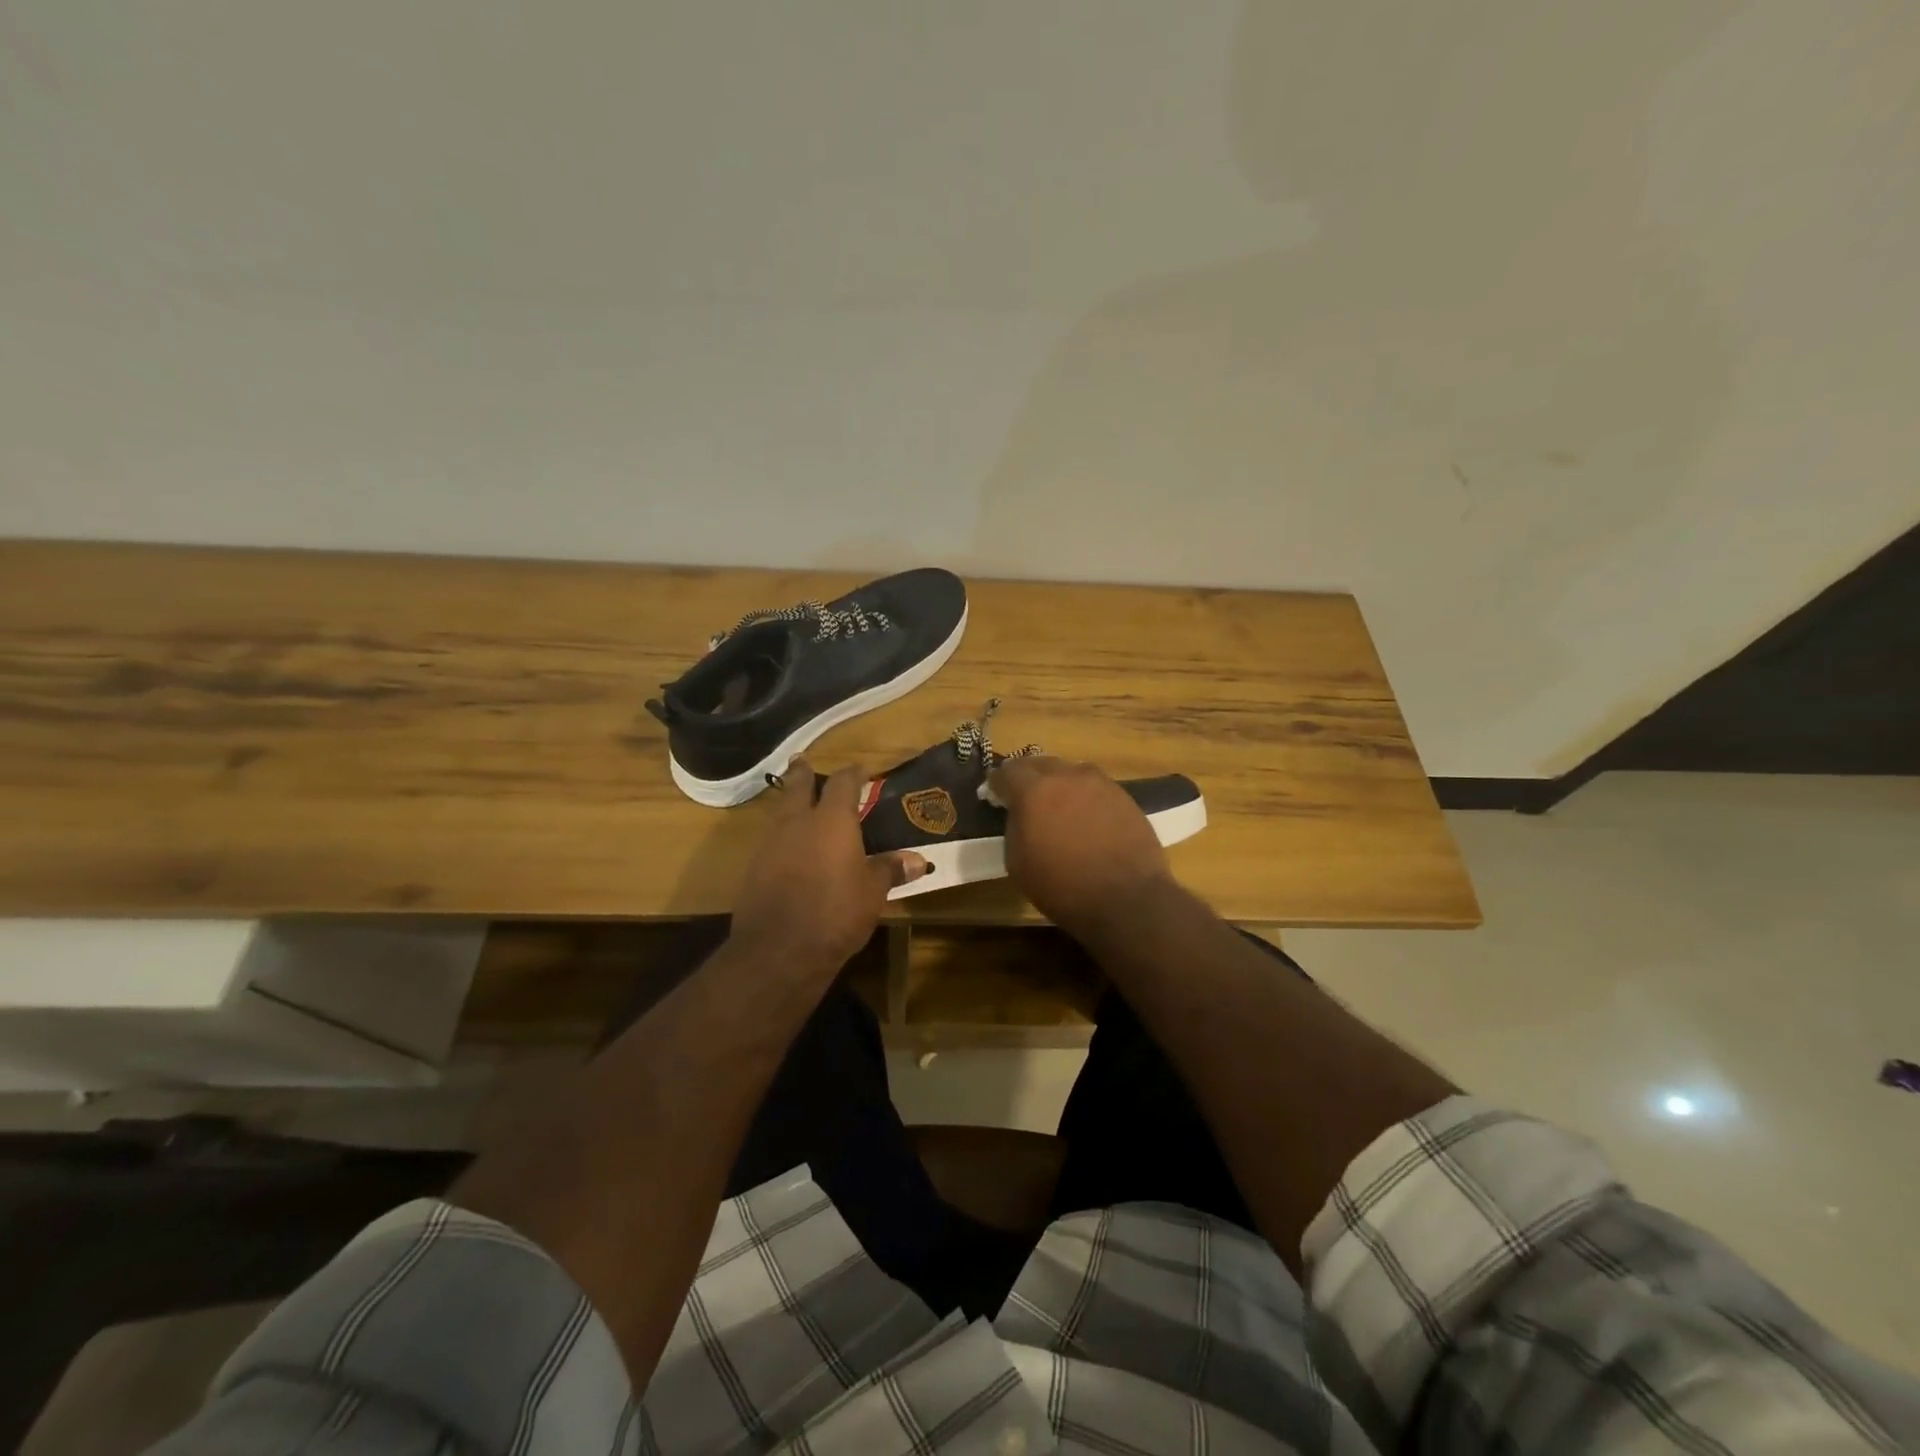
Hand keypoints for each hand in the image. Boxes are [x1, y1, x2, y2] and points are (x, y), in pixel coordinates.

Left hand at [730, 760, 926, 975]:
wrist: (779, 950)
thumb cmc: (836, 913)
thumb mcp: (873, 892)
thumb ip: (890, 870)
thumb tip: (919, 860)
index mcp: (831, 820)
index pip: (842, 783)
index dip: (852, 774)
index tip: (860, 770)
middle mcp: (797, 823)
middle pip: (796, 787)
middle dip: (802, 773)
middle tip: (802, 762)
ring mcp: (770, 844)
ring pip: (779, 813)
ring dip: (788, 804)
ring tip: (797, 804)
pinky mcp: (753, 869)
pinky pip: (770, 841)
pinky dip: (781, 838)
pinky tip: (788, 850)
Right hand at [986, 756, 1173, 935]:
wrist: (1126, 899)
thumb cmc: (1062, 886)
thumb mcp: (1017, 862)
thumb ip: (1014, 826)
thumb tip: (1020, 814)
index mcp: (1034, 790)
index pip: (1007, 771)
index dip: (997, 783)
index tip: (994, 794)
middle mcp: (1066, 776)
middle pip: (1040, 764)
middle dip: (1028, 777)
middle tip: (1025, 798)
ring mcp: (1099, 783)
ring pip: (1070, 772)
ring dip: (1059, 783)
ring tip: (1058, 805)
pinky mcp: (1123, 795)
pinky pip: (1094, 786)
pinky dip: (1084, 795)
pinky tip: (1086, 816)